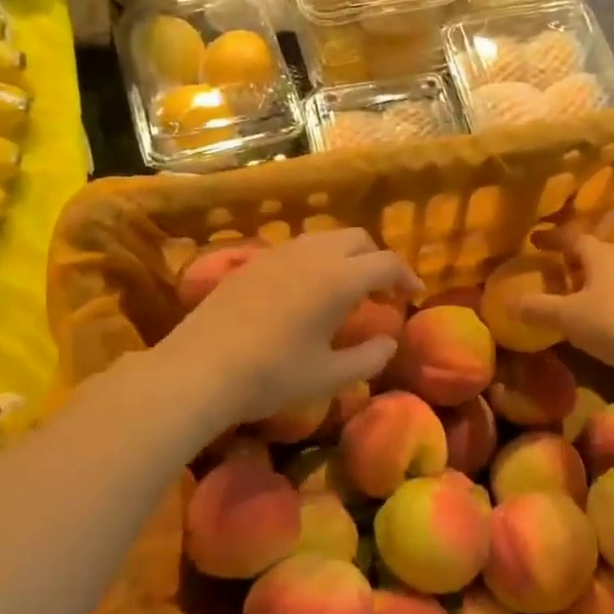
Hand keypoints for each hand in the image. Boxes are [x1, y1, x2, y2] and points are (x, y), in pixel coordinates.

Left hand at [159, 229, 421, 425]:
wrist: (199, 370)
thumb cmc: (272, 375)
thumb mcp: (328, 375)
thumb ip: (368, 357)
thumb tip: (389, 341)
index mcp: (338, 279)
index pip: (386, 263)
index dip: (406, 276)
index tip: (414, 295)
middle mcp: (312, 254)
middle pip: (358, 239)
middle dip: (377, 260)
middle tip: (381, 292)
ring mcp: (278, 254)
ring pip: (325, 238)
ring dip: (346, 256)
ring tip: (346, 290)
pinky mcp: (251, 262)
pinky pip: (297, 248)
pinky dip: (317, 259)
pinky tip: (306, 292)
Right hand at [519, 234, 613, 370]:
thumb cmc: (613, 322)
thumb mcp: (567, 316)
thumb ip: (538, 308)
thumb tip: (509, 304)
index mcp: (601, 256)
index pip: (573, 238)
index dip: (552, 238)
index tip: (534, 240)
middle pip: (595, 254)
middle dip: (573, 260)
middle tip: (554, 269)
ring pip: (610, 274)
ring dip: (591, 280)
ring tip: (574, 295)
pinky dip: (606, 299)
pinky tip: (599, 317)